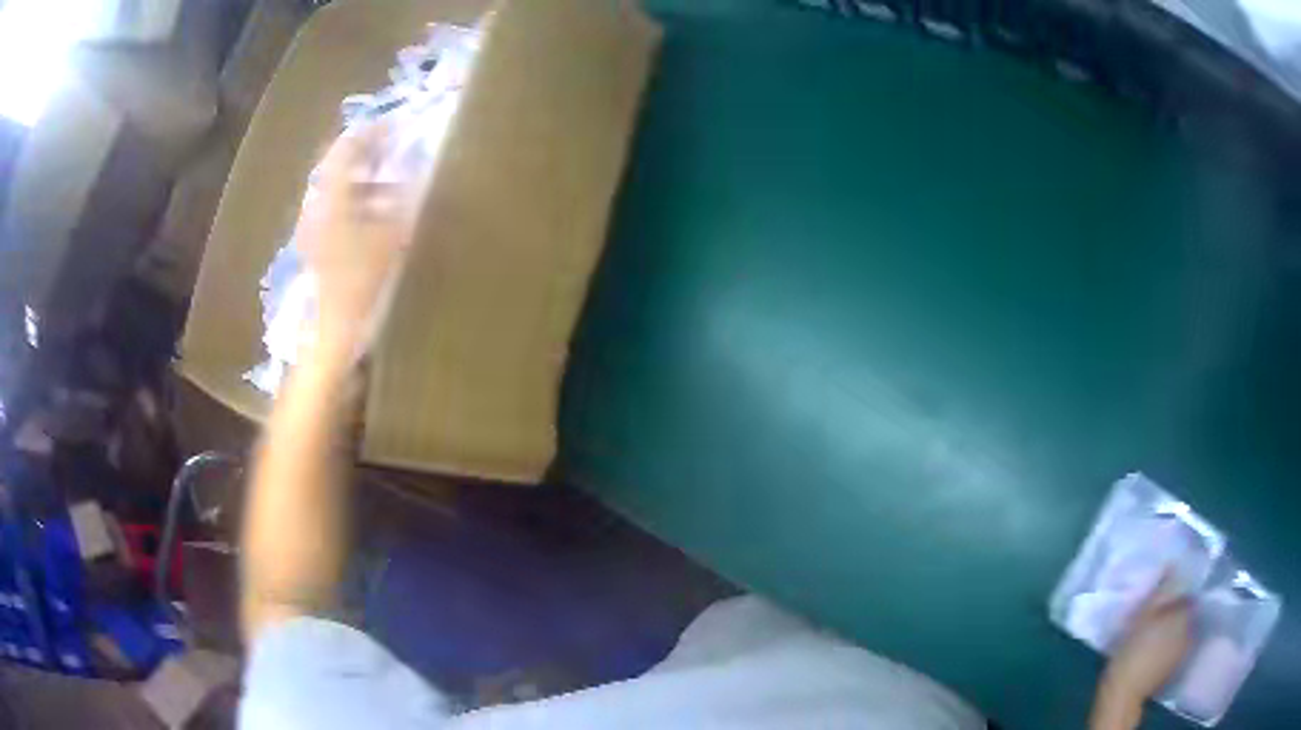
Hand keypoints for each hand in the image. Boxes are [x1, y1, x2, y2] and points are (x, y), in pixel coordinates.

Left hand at [294, 122, 416, 349]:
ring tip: (394, 178)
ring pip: (338, 186)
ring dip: (364, 175)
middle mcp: (317, 205)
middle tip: (396, 145)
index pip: (346, 148)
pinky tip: (378, 210)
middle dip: (367, 151)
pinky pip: (337, 206)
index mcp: (331, 198)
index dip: (371, 131)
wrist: (332, 331)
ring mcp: (313, 225)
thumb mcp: (391, 237)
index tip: (397, 123)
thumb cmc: (361, 283)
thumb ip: (404, 198)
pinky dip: (358, 198)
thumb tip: (418, 169)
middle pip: (338, 164)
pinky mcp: (316, 242)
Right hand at [1091, 576, 1192, 728]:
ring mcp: (1185, 649)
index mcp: (1187, 611)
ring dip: (1176, 626)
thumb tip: (1176, 563)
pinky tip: (1159, 648)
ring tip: (1160, 629)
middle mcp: (1192, 626)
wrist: (1124, 694)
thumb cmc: (1133, 649)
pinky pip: (1178, 645)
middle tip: (1163, 609)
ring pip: (1185, 628)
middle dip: (1180, 607)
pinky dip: (1171, 643)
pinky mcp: (1175, 666)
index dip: (1183, 587)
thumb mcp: (1144, 614)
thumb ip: (1163, 589)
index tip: (1171, 589)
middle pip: (1189, 609)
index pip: (1192, 590)